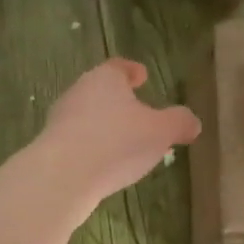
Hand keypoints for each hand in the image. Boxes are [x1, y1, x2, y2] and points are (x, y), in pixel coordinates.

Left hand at [36, 58, 200, 208]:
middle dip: (120, 101)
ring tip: (125, 143)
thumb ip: (179, 123)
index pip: (119, 67)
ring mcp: (60, 118)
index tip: (141, 76)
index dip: (132, 71)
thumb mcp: (160, 132)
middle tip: (139, 114)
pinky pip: (77, 139)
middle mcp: (78, 92)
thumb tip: (192, 122)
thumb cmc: (116, 143)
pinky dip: (92, 146)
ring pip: (88, 115)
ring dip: (105, 126)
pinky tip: (103, 164)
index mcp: (104, 78)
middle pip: (101, 90)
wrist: (62, 176)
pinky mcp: (51, 145)